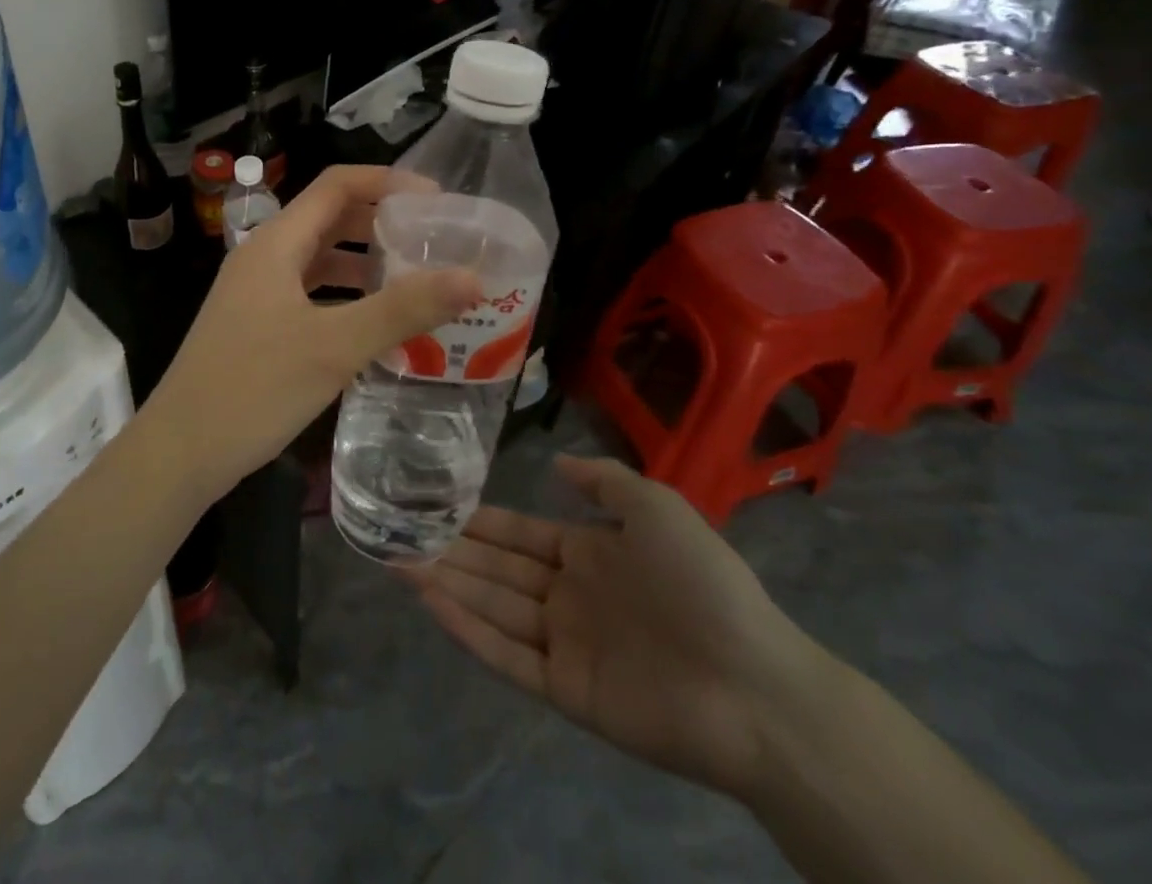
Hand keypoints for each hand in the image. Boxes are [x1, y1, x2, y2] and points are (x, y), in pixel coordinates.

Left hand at [145, 165, 480, 499]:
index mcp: (276, 243)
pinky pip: (310, 292)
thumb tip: (473, 278)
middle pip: (329, 218)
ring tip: (417, 279)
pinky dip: (345, 296)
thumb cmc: (254, 388)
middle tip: (434, 241)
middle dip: (381, 222)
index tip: (437, 201)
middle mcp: (264, 256)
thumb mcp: (334, 347)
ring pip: (319, 259)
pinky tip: (375, 322)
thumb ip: (403, 309)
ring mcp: (256, 291)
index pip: (336, 185)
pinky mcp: (256, 323)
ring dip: (365, 262)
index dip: (387, 181)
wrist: (180, 450)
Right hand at [413, 455, 827, 800]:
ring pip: (492, 607)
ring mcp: (565, 645)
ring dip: (446, 584)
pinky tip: (432, 602)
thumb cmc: (703, 583)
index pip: (518, 533)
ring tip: (396, 561)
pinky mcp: (565, 690)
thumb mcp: (656, 506)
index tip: (433, 505)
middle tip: (396, 532)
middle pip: (495, 569)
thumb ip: (604, 480)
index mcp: (589, 554)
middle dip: (448, 550)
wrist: (755, 686)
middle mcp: (568, 596)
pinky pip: (507, 655)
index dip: (477, 521)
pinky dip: (468, 630)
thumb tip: (556, 461)